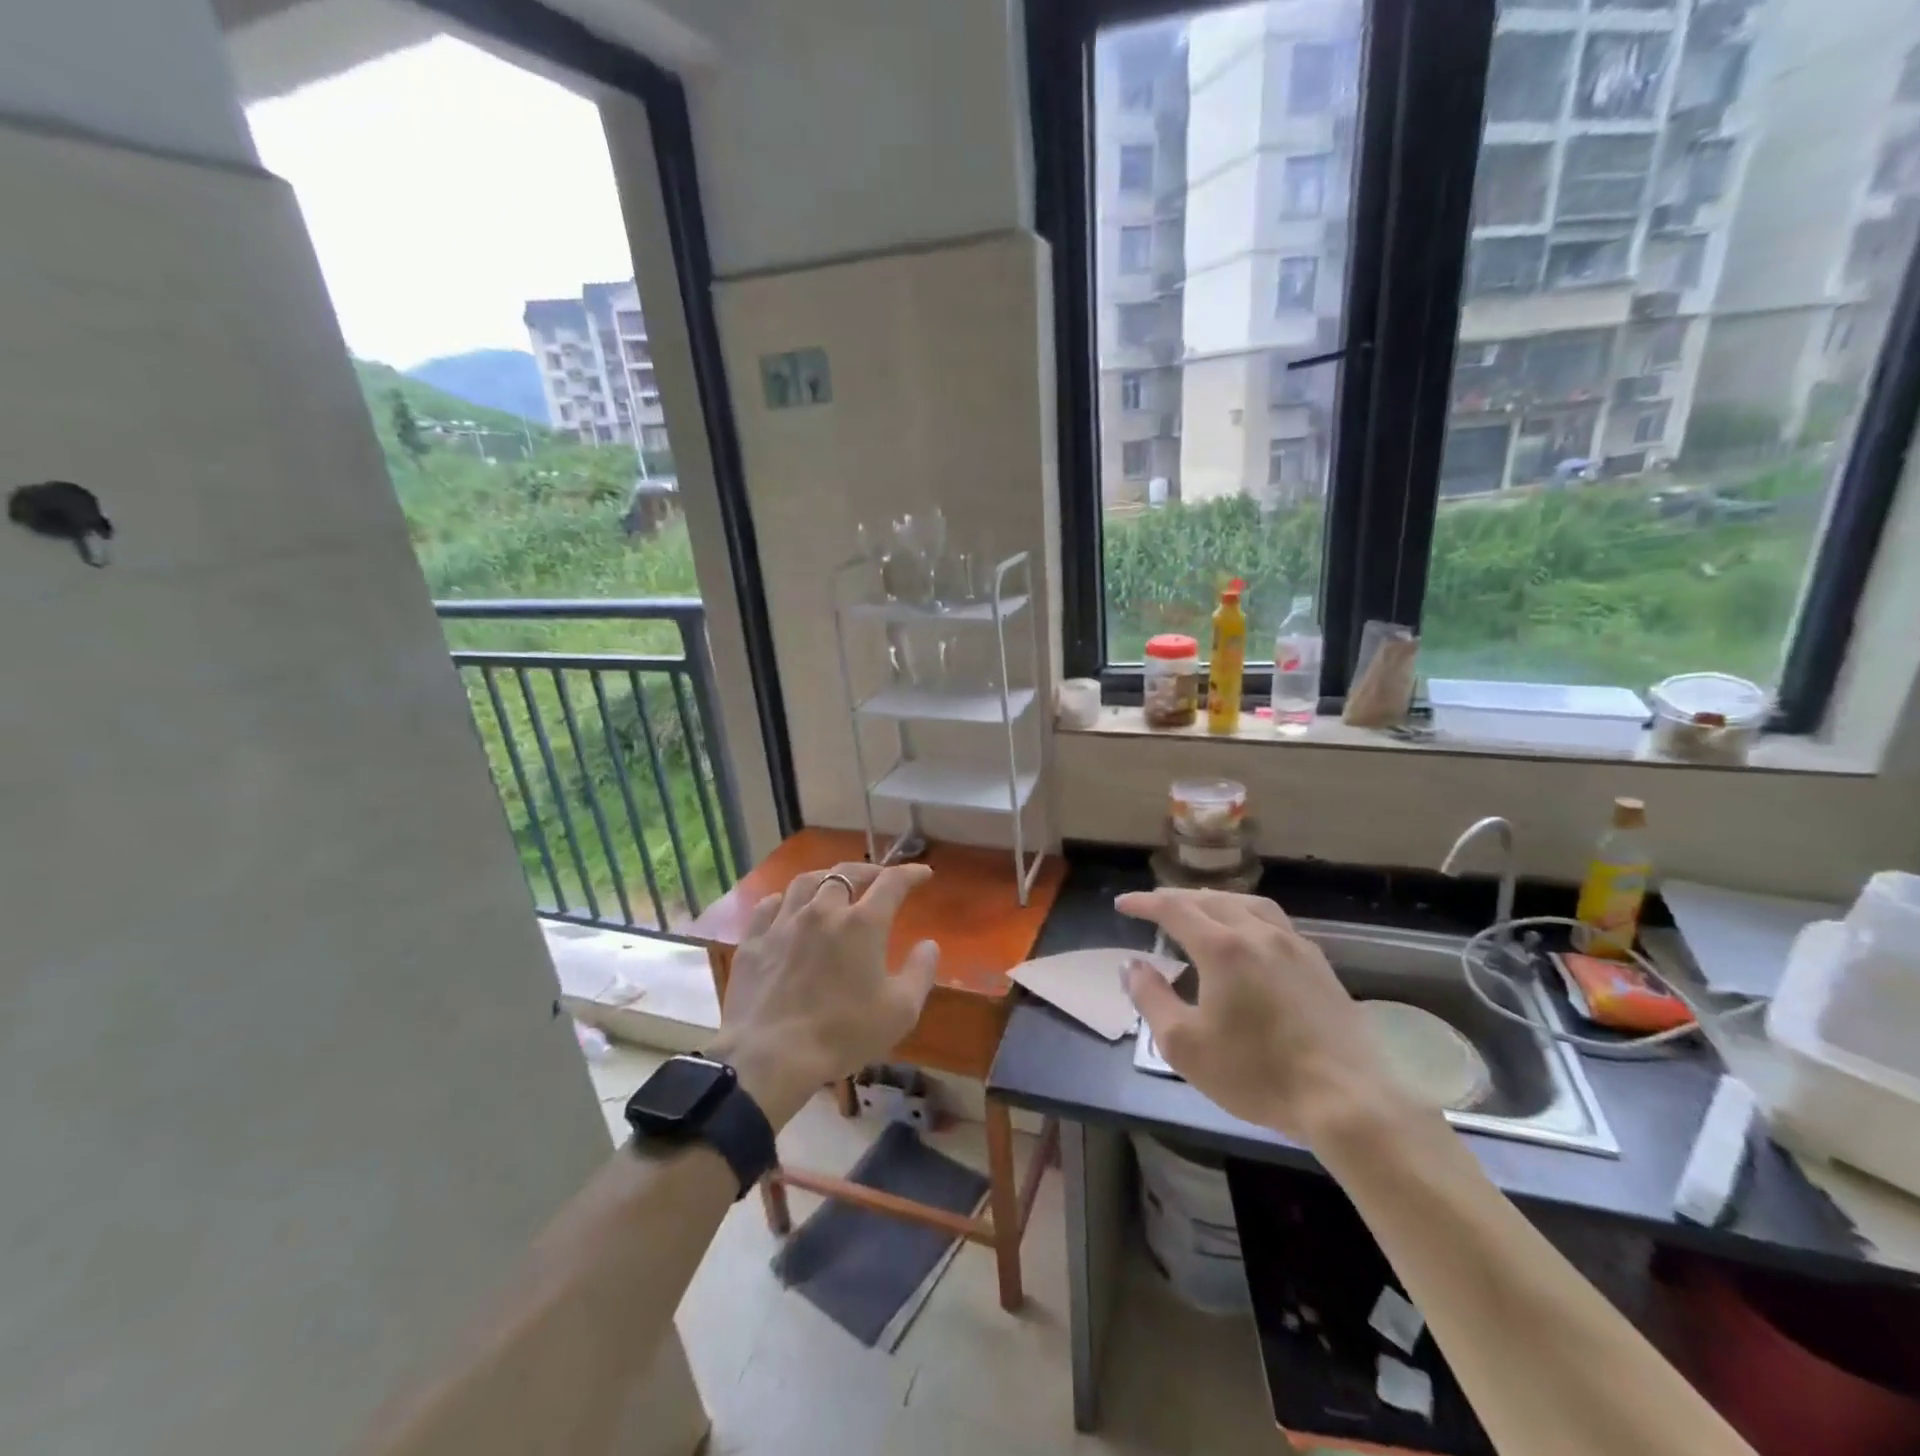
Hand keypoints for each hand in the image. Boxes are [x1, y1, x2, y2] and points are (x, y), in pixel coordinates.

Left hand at [707, 861, 939, 1128]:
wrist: (770, 1057)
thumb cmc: (842, 1034)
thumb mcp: (900, 1011)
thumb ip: (920, 972)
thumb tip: (929, 944)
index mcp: (862, 923)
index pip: (892, 883)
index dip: (911, 873)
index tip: (922, 874)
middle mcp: (823, 911)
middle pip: (846, 874)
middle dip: (867, 871)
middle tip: (878, 877)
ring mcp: (784, 923)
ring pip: (805, 882)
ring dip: (825, 878)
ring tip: (833, 885)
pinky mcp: (754, 942)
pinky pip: (768, 906)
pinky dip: (783, 900)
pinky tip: (786, 907)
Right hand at [1118, 888, 1399, 1142]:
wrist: (1345, 1099)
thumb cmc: (1256, 1074)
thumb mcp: (1184, 1045)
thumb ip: (1151, 998)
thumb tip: (1132, 965)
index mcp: (1222, 947)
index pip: (1173, 908)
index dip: (1144, 903)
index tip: (1122, 904)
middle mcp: (1258, 933)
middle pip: (1210, 899)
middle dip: (1176, 899)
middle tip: (1154, 907)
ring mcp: (1294, 945)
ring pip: (1247, 904)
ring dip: (1214, 901)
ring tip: (1199, 911)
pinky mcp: (1319, 963)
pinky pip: (1274, 921)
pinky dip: (1247, 915)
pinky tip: (1248, 936)